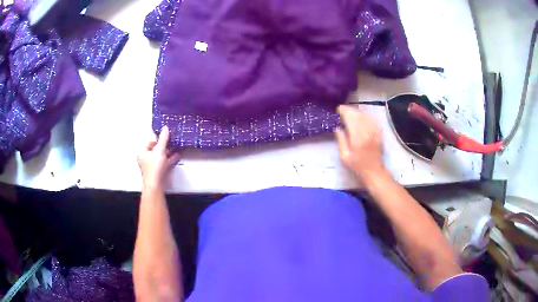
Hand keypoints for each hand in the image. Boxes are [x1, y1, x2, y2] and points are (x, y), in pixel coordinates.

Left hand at [138, 126, 180, 189]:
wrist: (156, 185)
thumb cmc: (154, 168)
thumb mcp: (159, 150)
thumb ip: (163, 139)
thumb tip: (165, 128)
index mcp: (142, 153)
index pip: (150, 142)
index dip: (158, 139)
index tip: (166, 136)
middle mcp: (146, 159)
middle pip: (156, 149)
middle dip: (164, 145)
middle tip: (172, 140)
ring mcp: (153, 166)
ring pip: (162, 156)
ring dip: (169, 152)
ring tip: (176, 146)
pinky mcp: (160, 172)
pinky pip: (166, 162)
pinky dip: (171, 158)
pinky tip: (177, 155)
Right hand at [335, 105, 385, 181]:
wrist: (373, 171)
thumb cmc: (357, 165)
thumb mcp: (344, 156)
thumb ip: (341, 140)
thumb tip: (337, 127)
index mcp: (357, 136)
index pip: (350, 117)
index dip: (343, 111)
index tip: (338, 110)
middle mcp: (367, 131)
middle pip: (357, 114)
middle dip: (349, 110)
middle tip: (342, 111)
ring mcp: (374, 131)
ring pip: (365, 115)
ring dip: (357, 112)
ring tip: (350, 113)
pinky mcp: (379, 132)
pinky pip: (372, 119)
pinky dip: (366, 116)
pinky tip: (361, 118)